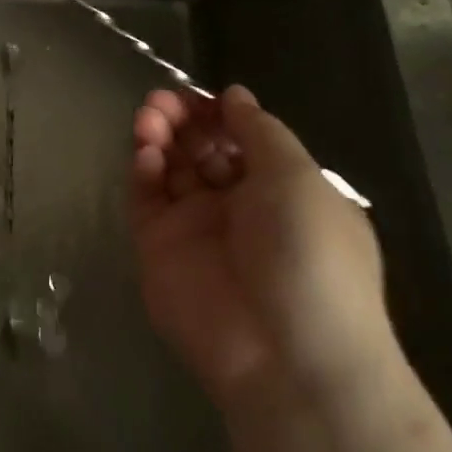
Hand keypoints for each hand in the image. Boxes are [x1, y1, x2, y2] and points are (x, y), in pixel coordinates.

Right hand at [132, 84, 393, 410]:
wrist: (287, 355)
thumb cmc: (309, 253)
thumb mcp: (298, 177)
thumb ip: (260, 130)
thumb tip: (235, 95)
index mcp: (281, 191)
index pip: (240, 138)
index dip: (218, 113)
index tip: (199, 95)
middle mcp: (237, 207)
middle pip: (200, 148)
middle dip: (182, 119)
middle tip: (163, 102)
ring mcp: (196, 228)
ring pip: (169, 168)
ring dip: (159, 135)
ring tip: (149, 117)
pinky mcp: (159, 249)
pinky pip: (146, 200)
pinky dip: (143, 170)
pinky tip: (147, 154)